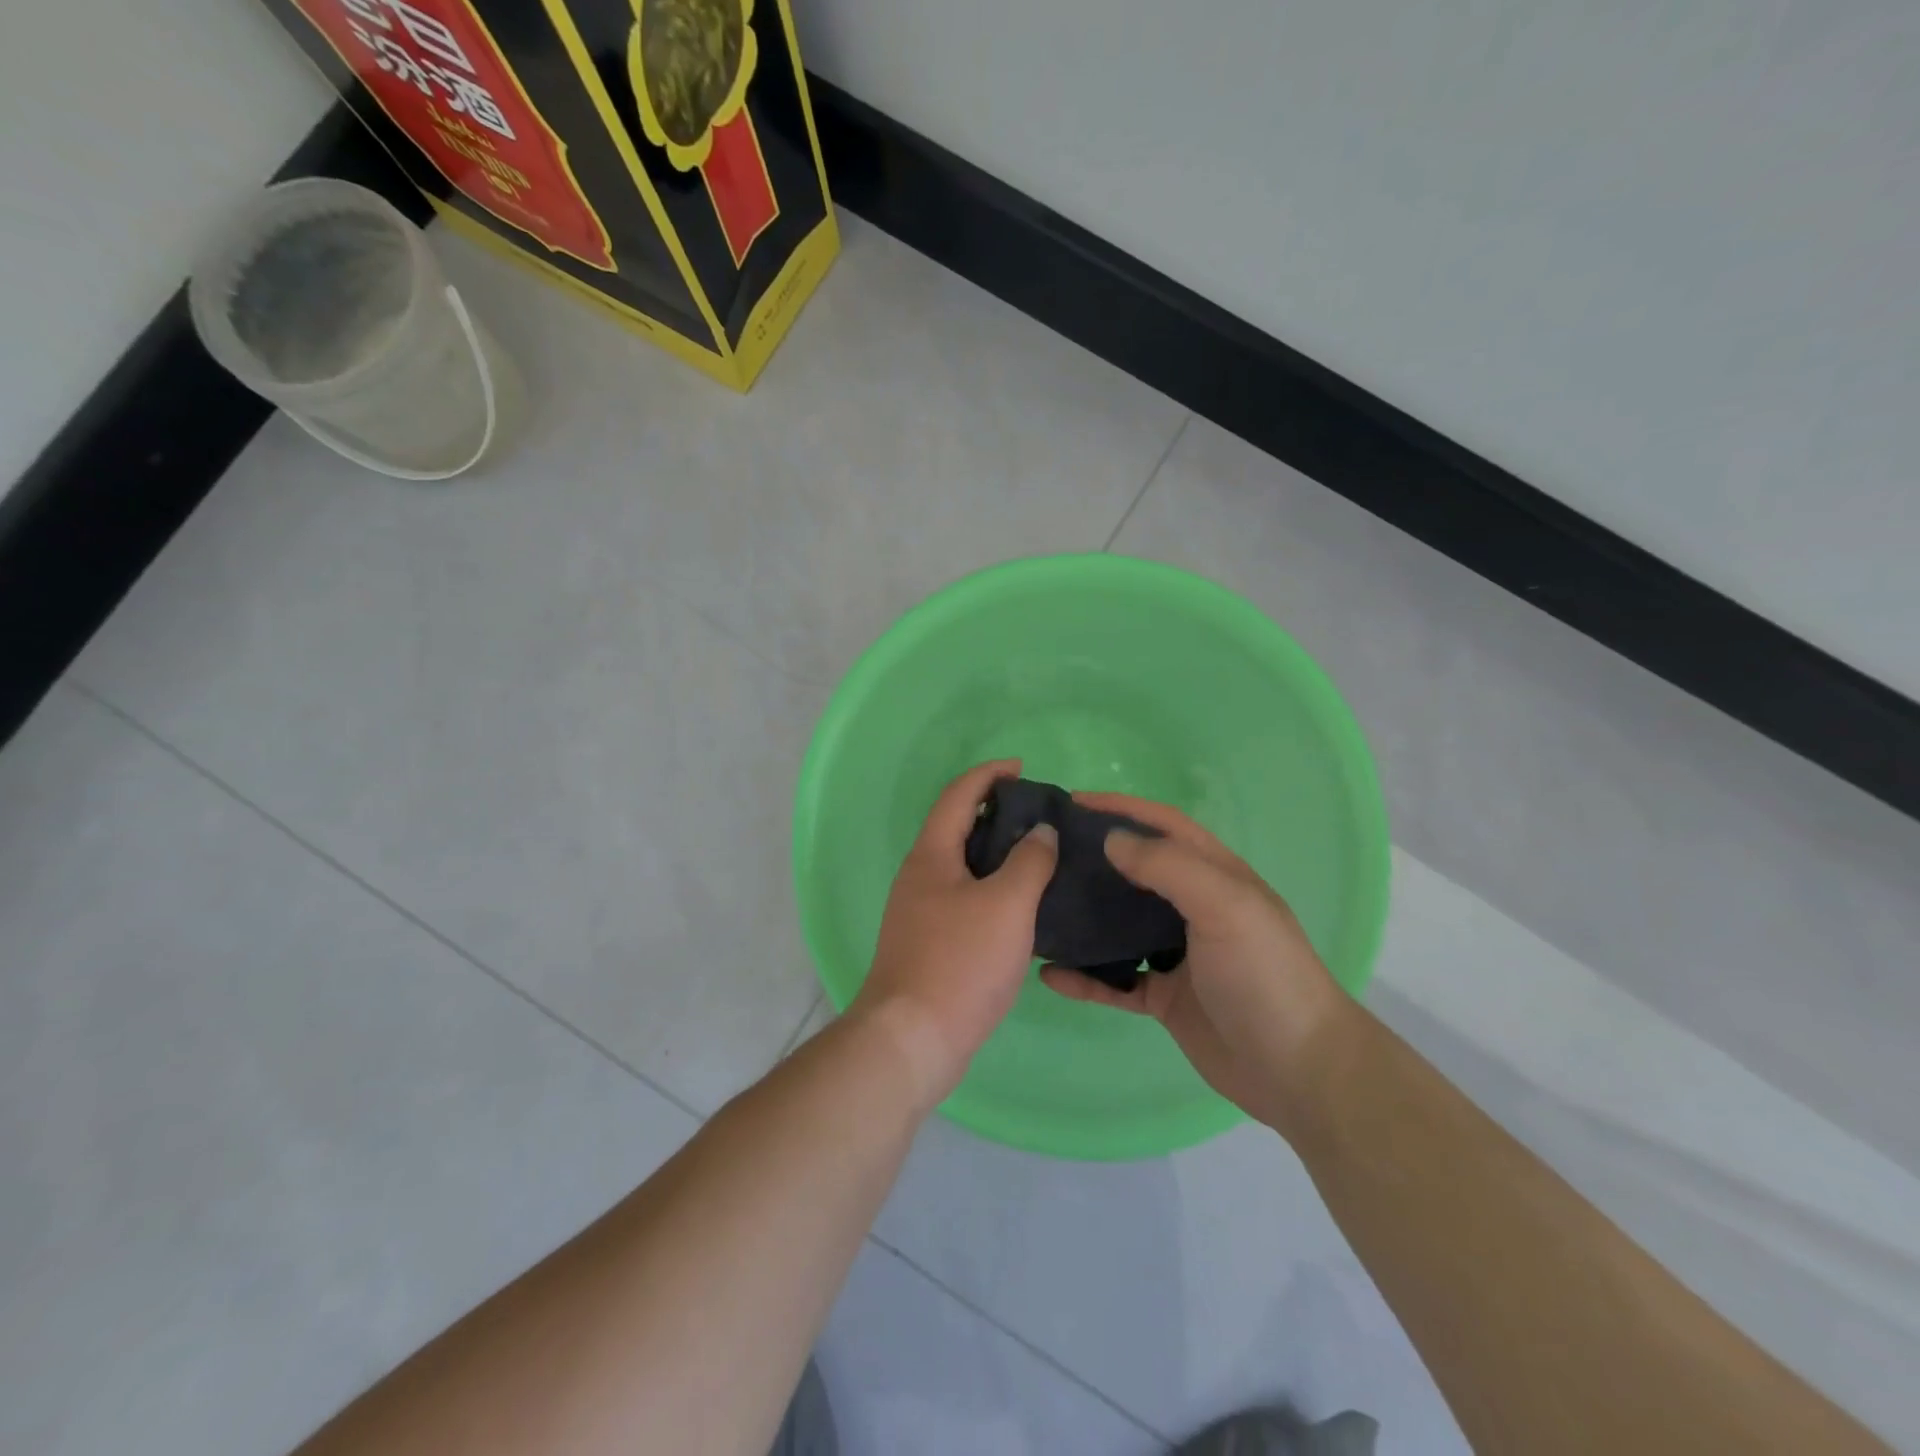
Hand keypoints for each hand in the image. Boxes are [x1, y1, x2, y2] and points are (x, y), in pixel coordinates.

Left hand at [852, 760, 1057, 1109]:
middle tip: (1038, 814)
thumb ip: (1029, 861)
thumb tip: (1041, 832)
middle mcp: (919, 876)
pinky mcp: (928, 941)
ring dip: (995, 851)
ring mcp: (920, 911)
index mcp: (931, 856)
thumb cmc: (960, 962)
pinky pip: (964, 896)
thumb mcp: (1006, 905)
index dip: (988, 775)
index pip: (958, 796)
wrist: (913, 1038)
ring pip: (961, 865)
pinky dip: (991, 886)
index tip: (1022, 768)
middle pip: (956, 827)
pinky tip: (1020, 904)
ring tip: (1037, 854)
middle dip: (994, 812)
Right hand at [1039, 793, 1352, 1139]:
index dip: (1121, 808)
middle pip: (1134, 872)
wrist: (1299, 1071)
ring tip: (1037, 906)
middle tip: (1042, 854)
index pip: (1162, 826)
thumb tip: (1112, 839)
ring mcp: (1177, 955)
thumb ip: (1169, 867)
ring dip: (1084, 916)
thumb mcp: (1225, 906)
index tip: (1071, 802)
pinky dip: (1086, 978)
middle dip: (1093, 857)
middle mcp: (1193, 908)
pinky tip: (1050, 975)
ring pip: (1119, 925)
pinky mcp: (1164, 997)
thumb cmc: (1264, 974)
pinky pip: (1115, 981)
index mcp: (1215, 875)